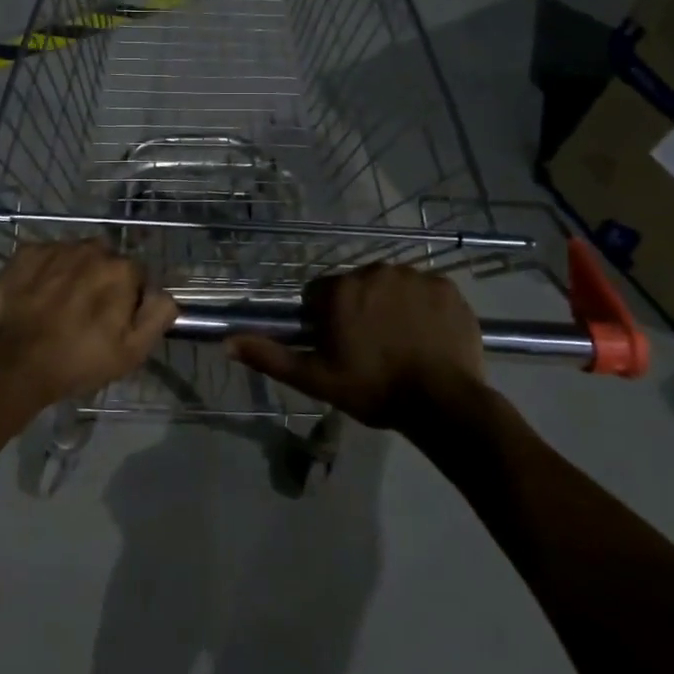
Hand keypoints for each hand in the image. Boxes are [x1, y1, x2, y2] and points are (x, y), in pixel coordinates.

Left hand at [0, 240, 178, 411]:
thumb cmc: (78, 360)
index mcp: (121, 269)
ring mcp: (55, 248)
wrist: (14, 363)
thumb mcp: (133, 351)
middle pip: (105, 261)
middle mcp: (91, 248)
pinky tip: (37, 296)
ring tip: (59, 305)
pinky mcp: (25, 253)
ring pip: (74, 256)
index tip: (114, 321)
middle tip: (86, 313)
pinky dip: (45, 272)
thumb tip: (163, 293)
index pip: (136, 275)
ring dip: (73, 273)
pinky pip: (45, 257)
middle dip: (101, 280)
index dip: (128, 298)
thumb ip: (157, 315)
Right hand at [229, 265, 483, 427]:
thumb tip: (227, 342)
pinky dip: (423, 308)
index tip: (338, 347)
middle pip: (357, 287)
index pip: (319, 295)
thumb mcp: (315, 378)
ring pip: (391, 286)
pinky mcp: (446, 287)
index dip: (324, 320)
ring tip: (402, 344)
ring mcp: (414, 276)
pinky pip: (426, 291)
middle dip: (359, 311)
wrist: (443, 402)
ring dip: (391, 307)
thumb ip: (270, 356)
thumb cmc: (373, 389)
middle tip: (370, 349)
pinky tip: (427, 337)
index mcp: (340, 291)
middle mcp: (374, 271)